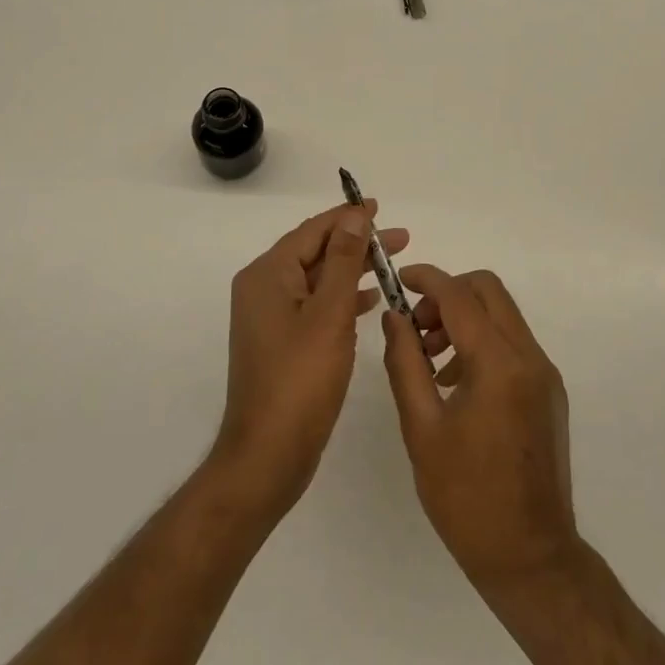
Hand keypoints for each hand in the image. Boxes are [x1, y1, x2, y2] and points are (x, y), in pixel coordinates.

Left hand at [211, 202, 409, 521]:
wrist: (267, 456)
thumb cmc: (300, 380)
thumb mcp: (329, 314)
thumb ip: (343, 261)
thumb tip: (354, 215)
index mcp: (267, 275)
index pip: (313, 231)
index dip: (348, 217)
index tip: (380, 207)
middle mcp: (263, 289)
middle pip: (316, 252)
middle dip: (357, 243)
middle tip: (401, 239)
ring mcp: (270, 318)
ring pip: (318, 280)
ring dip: (353, 270)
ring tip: (392, 263)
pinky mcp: (281, 342)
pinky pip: (315, 306)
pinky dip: (342, 299)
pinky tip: (370, 300)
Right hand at [381, 266, 578, 589]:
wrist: (530, 558)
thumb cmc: (466, 498)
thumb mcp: (421, 429)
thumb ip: (405, 363)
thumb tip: (394, 317)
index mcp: (499, 364)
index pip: (460, 296)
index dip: (426, 279)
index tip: (398, 280)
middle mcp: (530, 357)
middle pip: (489, 291)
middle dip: (448, 295)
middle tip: (416, 327)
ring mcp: (544, 374)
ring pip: (503, 315)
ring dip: (465, 318)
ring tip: (430, 360)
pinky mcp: (549, 391)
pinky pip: (513, 343)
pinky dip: (483, 341)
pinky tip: (456, 382)